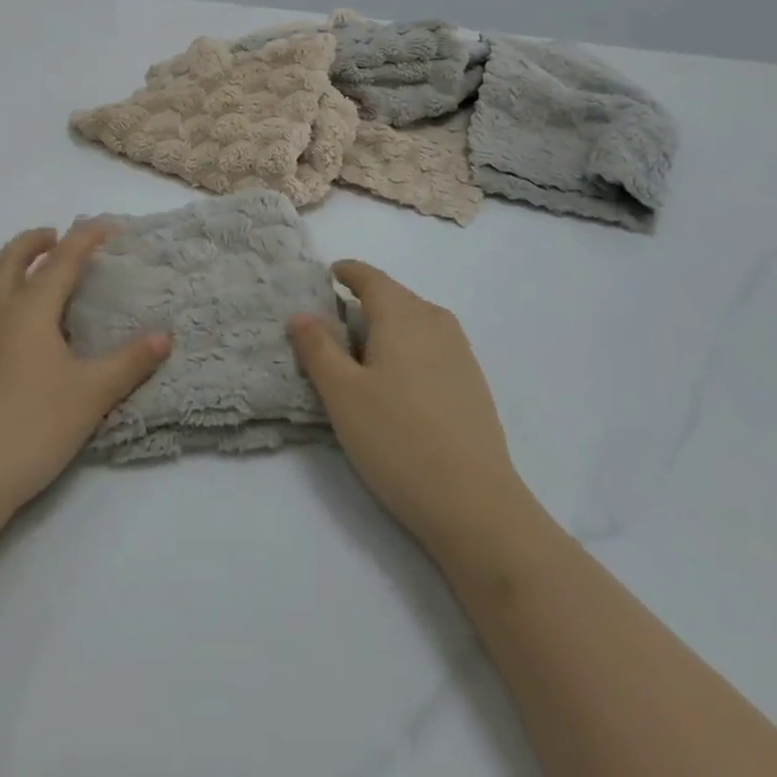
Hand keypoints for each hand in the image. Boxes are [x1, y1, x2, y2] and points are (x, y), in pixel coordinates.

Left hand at [0, 225, 170, 524]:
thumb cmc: (32, 429)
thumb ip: (129, 361)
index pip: (63, 260)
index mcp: (30, 309)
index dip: (85, 238)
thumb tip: (164, 335)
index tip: (103, 225)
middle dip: (34, 242)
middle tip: (52, 239)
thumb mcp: (92, 395)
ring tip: (8, 278)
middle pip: (10, 259)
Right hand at [288, 261, 535, 564]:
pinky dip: (408, 350)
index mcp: (402, 314)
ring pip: (414, 323)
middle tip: (332, 327)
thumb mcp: (342, 394)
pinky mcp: (472, 383)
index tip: (327, 276)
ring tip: (361, 357)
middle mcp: (434, 321)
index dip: (346, 272)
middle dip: (363, 302)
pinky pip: (431, 347)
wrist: (475, 504)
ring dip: (387, 328)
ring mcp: (460, 352)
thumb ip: (318, 348)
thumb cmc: (397, 439)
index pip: (370, 277)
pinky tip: (397, 385)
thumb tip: (302, 314)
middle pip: (394, 297)